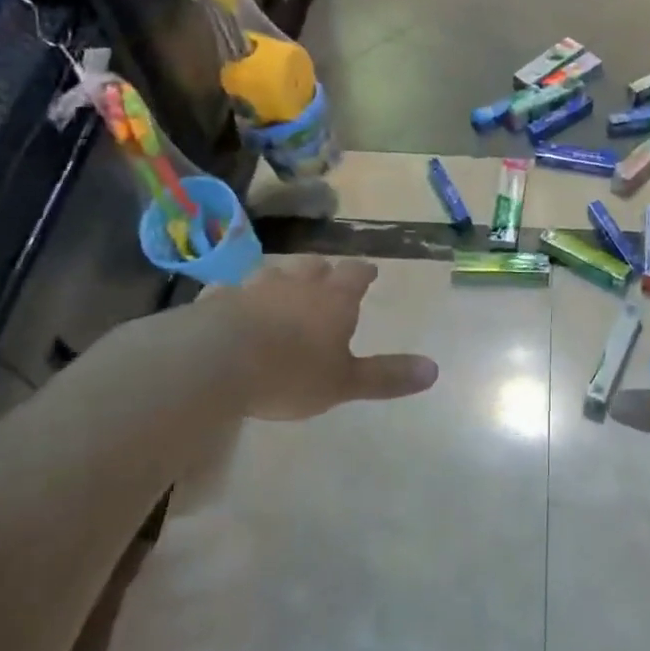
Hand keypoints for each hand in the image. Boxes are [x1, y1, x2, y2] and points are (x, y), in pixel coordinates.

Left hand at [204, 256, 438, 419]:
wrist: (215, 361)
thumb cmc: (290, 373)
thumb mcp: (344, 383)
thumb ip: (386, 376)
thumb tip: (434, 370)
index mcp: (333, 301)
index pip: (355, 276)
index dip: (363, 273)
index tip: (369, 270)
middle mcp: (296, 285)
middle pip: (314, 267)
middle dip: (323, 270)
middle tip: (327, 275)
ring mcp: (253, 288)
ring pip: (273, 273)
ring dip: (282, 278)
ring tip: (283, 286)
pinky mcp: (216, 299)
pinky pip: (231, 290)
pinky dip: (238, 294)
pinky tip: (232, 302)